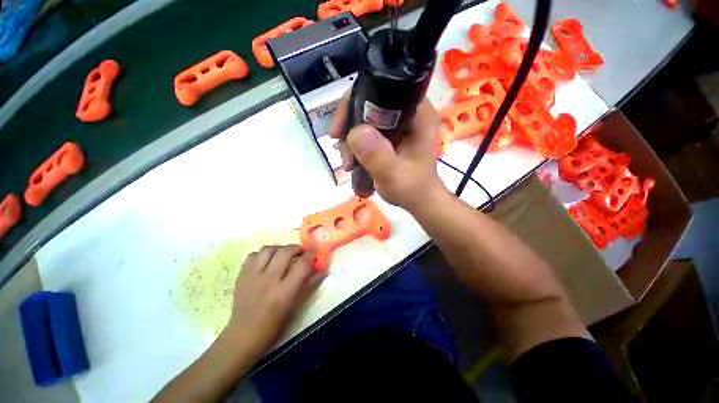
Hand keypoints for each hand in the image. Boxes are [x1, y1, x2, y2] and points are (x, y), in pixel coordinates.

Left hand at [226, 245, 326, 359]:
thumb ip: (311, 284)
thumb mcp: (296, 306)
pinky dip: (262, 254)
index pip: (301, 265)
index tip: (314, 249)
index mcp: (284, 292)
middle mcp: (268, 280)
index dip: (310, 253)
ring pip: (268, 249)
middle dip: (296, 248)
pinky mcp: (241, 276)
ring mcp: (252, 277)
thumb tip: (323, 269)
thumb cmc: (274, 324)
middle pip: (285, 252)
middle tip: (300, 252)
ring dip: (279, 248)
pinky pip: (253, 255)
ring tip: (283, 254)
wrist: (243, 335)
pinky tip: (267, 261)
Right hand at [329, 92, 444, 210]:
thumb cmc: (412, 189)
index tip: (339, 128)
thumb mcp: (394, 175)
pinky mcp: (390, 136)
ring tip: (348, 164)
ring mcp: (398, 125)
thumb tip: (355, 132)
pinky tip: (352, 162)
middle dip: (349, 127)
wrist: (418, 202)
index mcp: (418, 113)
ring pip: (364, 119)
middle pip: (368, 103)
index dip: (356, 100)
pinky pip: (366, 131)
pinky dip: (356, 145)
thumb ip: (377, 155)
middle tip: (344, 153)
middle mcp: (408, 113)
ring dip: (350, 140)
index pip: (383, 87)